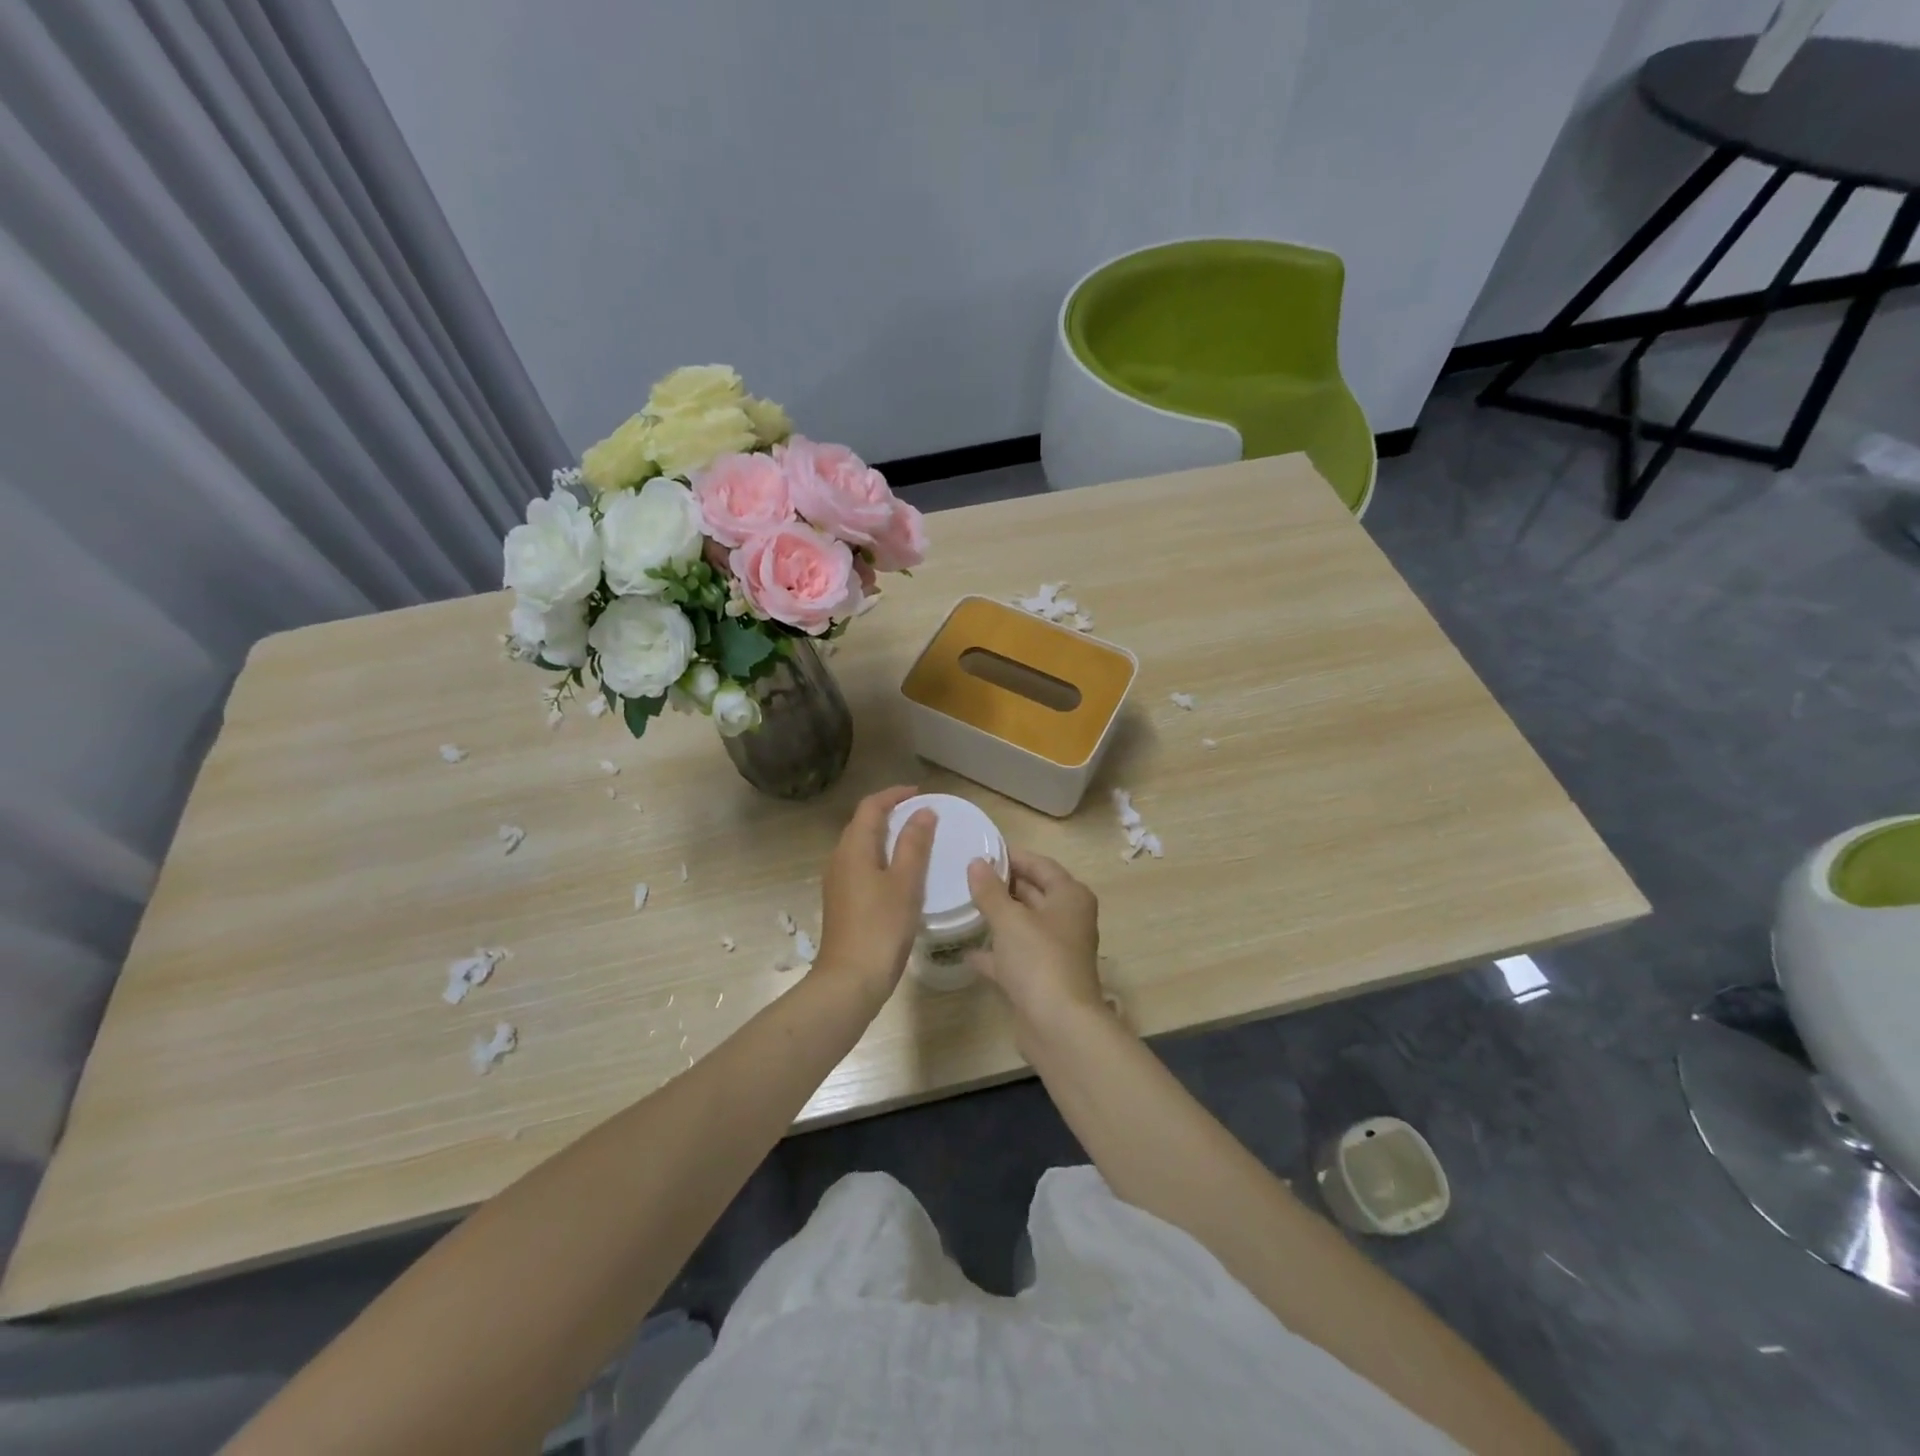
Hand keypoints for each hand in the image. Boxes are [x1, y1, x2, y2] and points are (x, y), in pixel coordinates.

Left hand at [814, 787, 934, 1001]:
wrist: (850, 980)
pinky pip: (862, 866)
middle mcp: (840, 859)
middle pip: (862, 824)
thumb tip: (923, 811)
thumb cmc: (880, 927)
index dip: (893, 795)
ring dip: (886, 836)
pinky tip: (901, 874)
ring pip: (862, 846)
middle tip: (921, 814)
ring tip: (916, 840)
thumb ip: (914, 844)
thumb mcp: (905, 883)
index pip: (870, 807)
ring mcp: (838, 882)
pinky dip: (882, 858)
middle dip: (890, 813)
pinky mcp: (842, 902)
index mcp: (853, 848)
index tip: (920, 793)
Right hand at [965, 850, 1103, 1028]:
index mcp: (1070, 897)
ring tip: (963, 905)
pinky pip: (1015, 956)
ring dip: (998, 917)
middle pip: (1033, 893)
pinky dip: (995, 952)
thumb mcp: (1009, 919)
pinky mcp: (1041, 979)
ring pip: (1023, 925)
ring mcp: (1055, 951)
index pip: (1040, 865)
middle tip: (966, 876)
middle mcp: (1067, 920)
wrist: (1059, 1027)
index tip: (981, 851)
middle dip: (1002, 885)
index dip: (1012, 856)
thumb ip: (990, 891)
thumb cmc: (1039, 960)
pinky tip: (967, 951)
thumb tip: (976, 863)